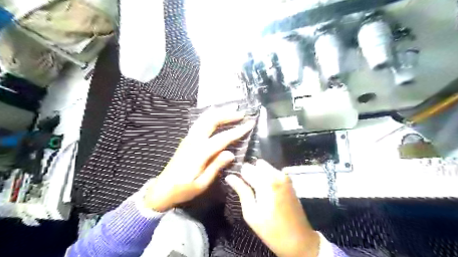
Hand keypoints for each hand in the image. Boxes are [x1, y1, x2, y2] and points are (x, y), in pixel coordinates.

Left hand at [145, 107, 255, 211]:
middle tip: (242, 113)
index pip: (222, 138)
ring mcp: (188, 138)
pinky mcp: (187, 139)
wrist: (162, 189)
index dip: (237, 130)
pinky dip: (210, 116)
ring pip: (204, 118)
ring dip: (219, 112)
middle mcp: (193, 141)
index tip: (250, 123)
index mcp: (199, 152)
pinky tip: (216, 115)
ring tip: (231, 110)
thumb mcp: (201, 184)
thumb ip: (216, 167)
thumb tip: (231, 153)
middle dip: (228, 115)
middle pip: (211, 121)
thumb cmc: (183, 189)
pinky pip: (200, 122)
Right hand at [225, 161, 318, 256]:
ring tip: (256, 190)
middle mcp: (276, 175)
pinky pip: (273, 171)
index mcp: (266, 182)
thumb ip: (241, 191)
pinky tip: (266, 191)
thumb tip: (229, 176)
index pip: (246, 168)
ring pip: (265, 167)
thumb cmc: (272, 230)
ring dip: (259, 174)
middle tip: (247, 188)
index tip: (238, 184)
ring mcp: (285, 177)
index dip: (240, 175)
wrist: (299, 239)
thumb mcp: (251, 213)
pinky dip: (267, 177)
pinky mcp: (289, 181)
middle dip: (250, 173)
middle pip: (257, 164)